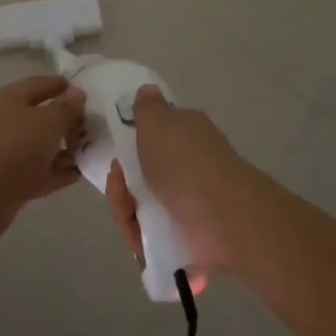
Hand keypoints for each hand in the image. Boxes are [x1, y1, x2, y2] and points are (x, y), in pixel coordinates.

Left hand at [0, 76, 85, 241]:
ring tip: (100, 147)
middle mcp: (11, 121)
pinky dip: (62, 170)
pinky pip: (45, 171)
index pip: (43, 84)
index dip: (66, 85)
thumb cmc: (14, 147)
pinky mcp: (16, 180)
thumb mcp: (47, 121)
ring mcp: (12, 152)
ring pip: (47, 145)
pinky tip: (85, 170)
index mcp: (12, 98)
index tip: (93, 91)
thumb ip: (66, 108)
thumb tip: (78, 94)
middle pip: (46, 116)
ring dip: (70, 147)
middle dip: (72, 119)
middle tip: (102, 123)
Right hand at [104, 86, 253, 285]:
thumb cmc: (183, 162)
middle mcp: (190, 166)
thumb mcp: (157, 122)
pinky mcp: (190, 237)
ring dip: (129, 219)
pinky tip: (141, 244)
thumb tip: (147, 90)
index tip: (116, 163)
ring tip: (132, 228)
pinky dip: (143, 242)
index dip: (128, 151)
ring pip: (145, 210)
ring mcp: (191, 204)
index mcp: (186, 135)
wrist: (219, 216)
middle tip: (122, 196)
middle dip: (122, 190)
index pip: (152, 139)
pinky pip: (155, 238)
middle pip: (143, 178)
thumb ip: (147, 108)